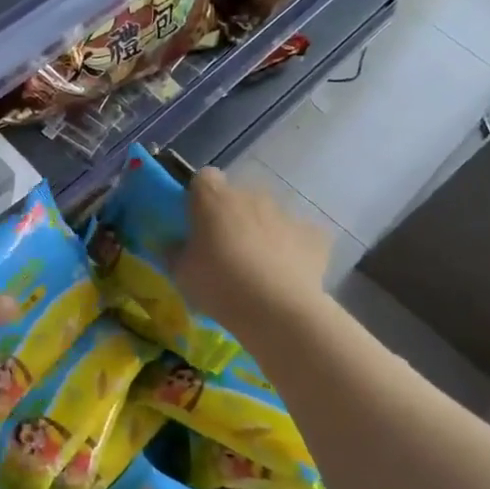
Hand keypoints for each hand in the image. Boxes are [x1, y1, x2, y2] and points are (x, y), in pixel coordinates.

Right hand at [171, 168, 330, 332]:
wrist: (278, 310)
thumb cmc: (219, 285)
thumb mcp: (181, 273)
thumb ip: (175, 252)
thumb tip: (175, 245)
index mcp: (214, 199)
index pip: (203, 178)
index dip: (199, 197)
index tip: (196, 221)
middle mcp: (251, 196)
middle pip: (238, 197)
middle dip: (231, 216)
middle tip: (224, 249)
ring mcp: (286, 213)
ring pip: (269, 215)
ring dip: (261, 231)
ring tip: (258, 267)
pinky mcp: (314, 235)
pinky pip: (299, 235)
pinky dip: (293, 248)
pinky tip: (287, 273)